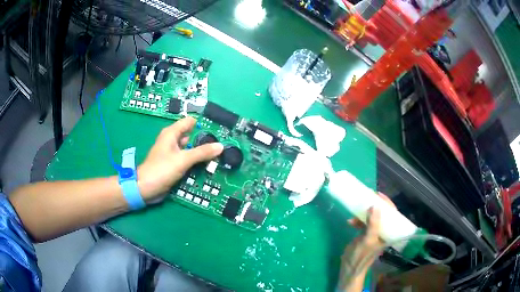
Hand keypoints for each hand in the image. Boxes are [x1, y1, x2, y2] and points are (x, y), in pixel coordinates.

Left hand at [137, 117, 222, 202]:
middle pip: (192, 135)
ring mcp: (173, 153)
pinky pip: (188, 159)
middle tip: (223, 144)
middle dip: (205, 140)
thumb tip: (220, 146)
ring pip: (190, 149)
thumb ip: (202, 152)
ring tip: (219, 155)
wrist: (145, 188)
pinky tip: (207, 165)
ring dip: (201, 152)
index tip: (219, 129)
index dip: (203, 123)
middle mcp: (172, 140)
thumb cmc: (162, 169)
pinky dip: (196, 161)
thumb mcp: (183, 160)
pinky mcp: (174, 164)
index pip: (190, 121)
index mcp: (171, 133)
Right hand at [337, 193, 394, 291]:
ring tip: (356, 210)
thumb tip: (375, 205)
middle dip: (375, 206)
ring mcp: (373, 234)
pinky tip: (350, 222)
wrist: (349, 269)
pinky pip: (363, 224)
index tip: (378, 195)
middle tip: (367, 197)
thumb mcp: (368, 240)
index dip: (387, 204)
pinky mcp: (364, 236)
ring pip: (372, 218)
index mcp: (388, 234)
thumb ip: (373, 224)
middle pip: (382, 215)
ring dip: (364, 214)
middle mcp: (382, 232)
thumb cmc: (361, 256)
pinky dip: (357, 221)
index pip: (392, 215)